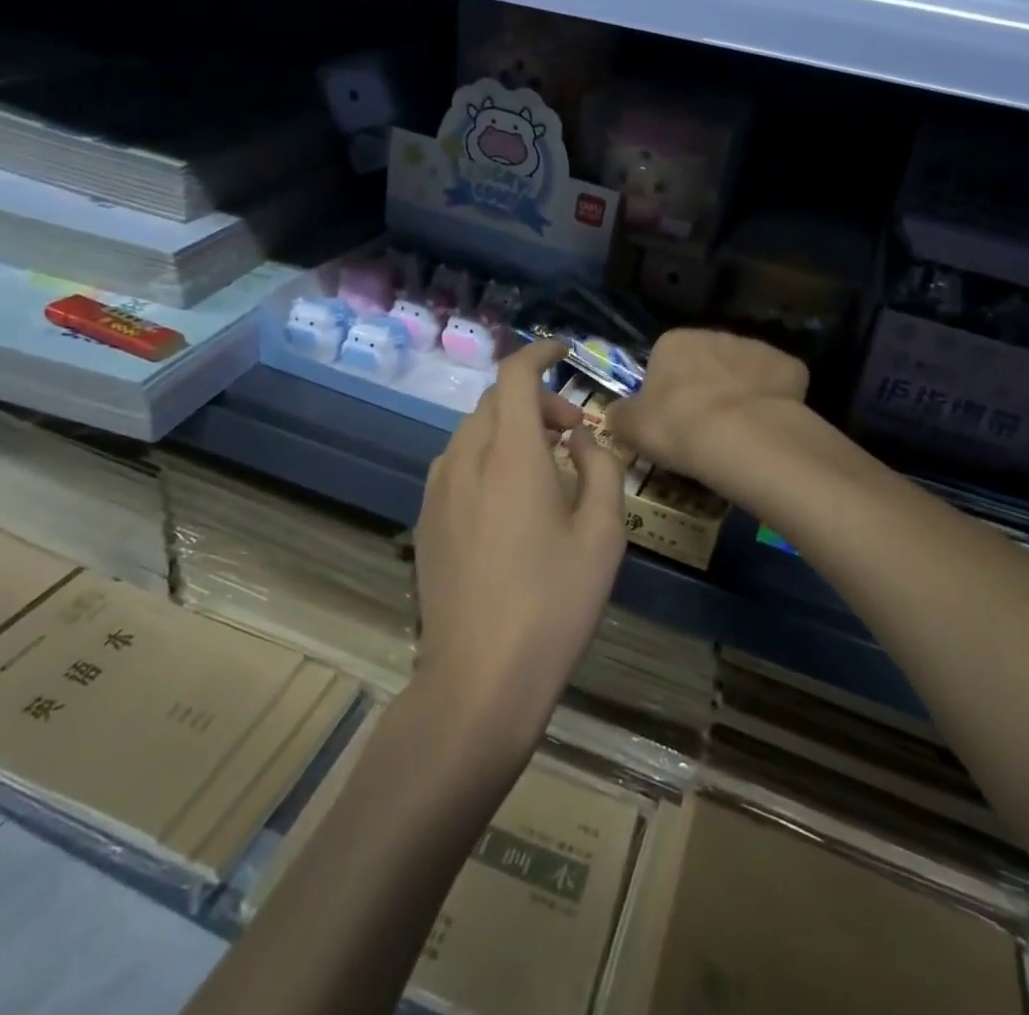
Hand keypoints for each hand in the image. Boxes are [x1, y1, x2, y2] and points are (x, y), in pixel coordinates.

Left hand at [412, 338, 627, 752]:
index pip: (515, 375)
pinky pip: (457, 463)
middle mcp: (465, 458)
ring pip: (473, 431)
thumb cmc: (554, 602)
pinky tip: (509, 500)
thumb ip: (600, 467)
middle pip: (495, 401)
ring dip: (510, 429)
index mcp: (510, 454)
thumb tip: (581, 438)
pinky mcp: (426, 519)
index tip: (564, 351)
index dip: (539, 352)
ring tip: (545, 468)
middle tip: (573, 434)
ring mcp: (438, 489)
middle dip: (536, 400)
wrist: (480, 678)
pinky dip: (487, 456)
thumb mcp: (602, 533)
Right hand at [607, 328, 809, 494]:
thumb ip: (620, 415)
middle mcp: (716, 334)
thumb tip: (617, 414)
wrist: (740, 436)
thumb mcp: (630, 427)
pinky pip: (777, 385)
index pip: (665, 361)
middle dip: (706, 388)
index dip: (667, 392)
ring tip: (736, 434)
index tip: (671, 421)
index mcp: (674, 342)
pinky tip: (767, 429)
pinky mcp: (790, 366)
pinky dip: (774, 402)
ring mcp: (756, 347)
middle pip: (707, 362)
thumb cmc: (676, 426)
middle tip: (702, 429)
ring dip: (739, 394)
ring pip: (743, 372)